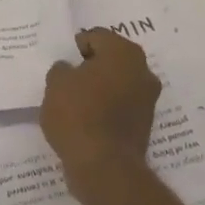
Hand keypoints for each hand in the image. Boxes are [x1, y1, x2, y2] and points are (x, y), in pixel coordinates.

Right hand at [42, 28, 161, 199]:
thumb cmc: (78, 114)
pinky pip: (121, 106)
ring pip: (117, 83)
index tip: (63, 64)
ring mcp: (148, 99)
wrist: (104, 167)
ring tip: (75, 102)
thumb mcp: (56, 83)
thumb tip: (70, 71)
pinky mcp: (145, 125)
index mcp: (123, 52)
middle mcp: (143, 70)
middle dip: (91, 67)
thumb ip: (62, 69)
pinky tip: (87, 120)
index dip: (76, 48)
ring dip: (100, 88)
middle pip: (110, 59)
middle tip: (68, 79)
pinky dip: (106, 108)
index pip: (96, 37)